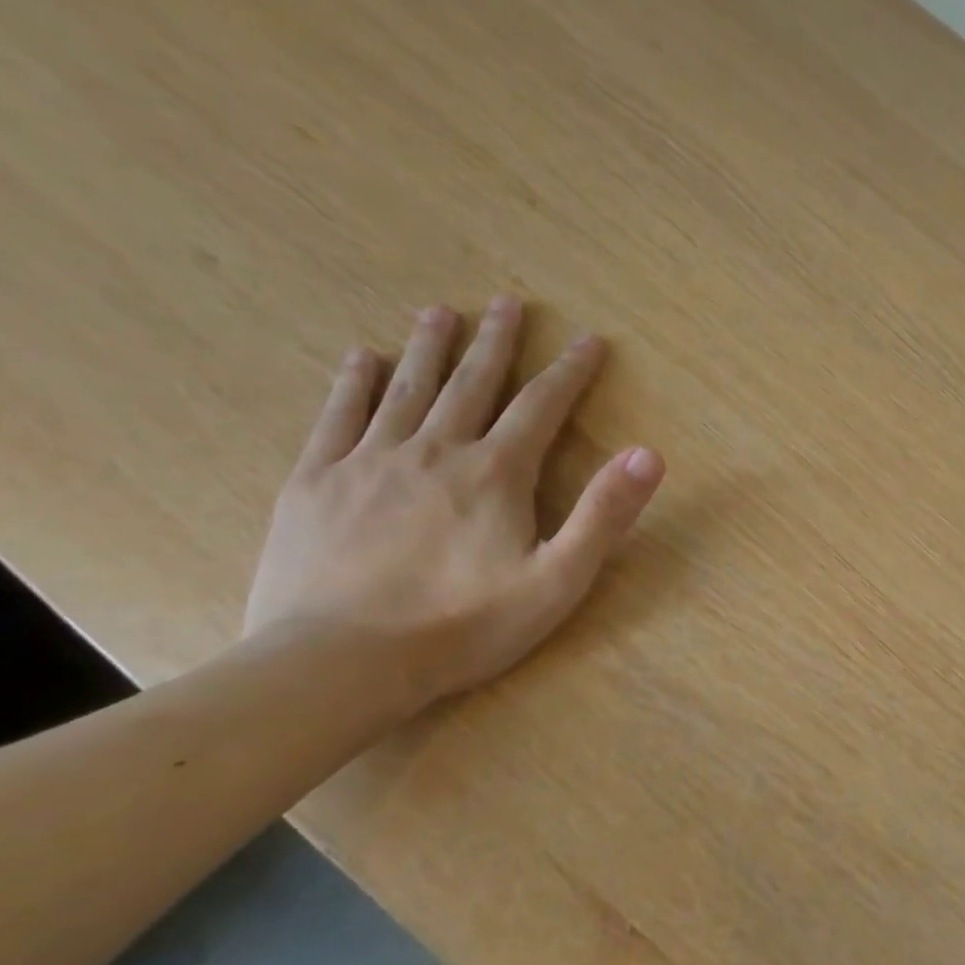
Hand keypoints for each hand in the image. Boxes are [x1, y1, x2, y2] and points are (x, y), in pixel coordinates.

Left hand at [244, 298, 664, 711]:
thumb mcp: (558, 580)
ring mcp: (369, 461)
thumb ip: (604, 514)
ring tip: (440, 312)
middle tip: (507, 302)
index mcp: (495, 473)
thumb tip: (648, 453)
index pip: (542, 406)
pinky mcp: (316, 482)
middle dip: (497, 341)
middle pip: (472, 382)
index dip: (570, 371)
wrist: (339, 663)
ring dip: (429, 347)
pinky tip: (363, 358)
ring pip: (407, 388)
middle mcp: (435, 450)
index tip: (589, 339)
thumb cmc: (464, 626)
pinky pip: (339, 416)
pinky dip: (354, 382)